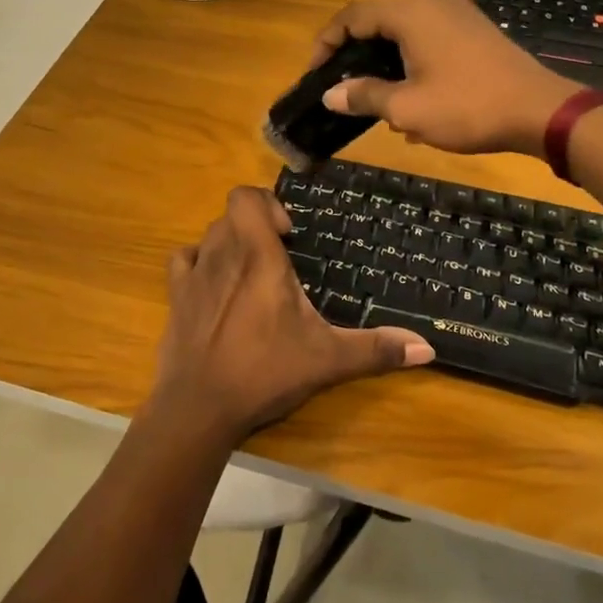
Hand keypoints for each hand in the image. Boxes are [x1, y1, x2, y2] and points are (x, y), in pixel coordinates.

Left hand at [151, 187, 433, 446]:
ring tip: (250, 275)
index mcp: (258, 256)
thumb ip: (376, 349)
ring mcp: (194, 273)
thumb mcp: (327, 360)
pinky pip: (183, 259)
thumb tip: (427, 347)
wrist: (199, 406)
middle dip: (256, 227)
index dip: (267, 204)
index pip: (246, 196)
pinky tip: (214, 287)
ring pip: (210, 235)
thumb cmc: (265, 371)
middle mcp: (222, 253)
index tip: (289, 236)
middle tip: (278, 260)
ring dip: (230, 243)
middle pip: (232, 215)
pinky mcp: (174, 296)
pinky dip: (199, 262)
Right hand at [311, 0, 578, 157]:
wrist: (541, 112)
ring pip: (406, 33)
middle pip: (379, 21)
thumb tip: (331, 94)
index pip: (352, 16)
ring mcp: (459, 16)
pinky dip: (413, 63)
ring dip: (386, 63)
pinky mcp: (477, 33)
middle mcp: (433, 5)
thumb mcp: (406, 108)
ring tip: (380, 101)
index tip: (316, 73)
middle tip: (343, 87)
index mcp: (411, 15)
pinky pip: (431, 40)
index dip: (327, 41)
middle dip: (357, 54)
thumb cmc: (467, 107)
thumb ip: (364, 96)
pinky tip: (417, 100)